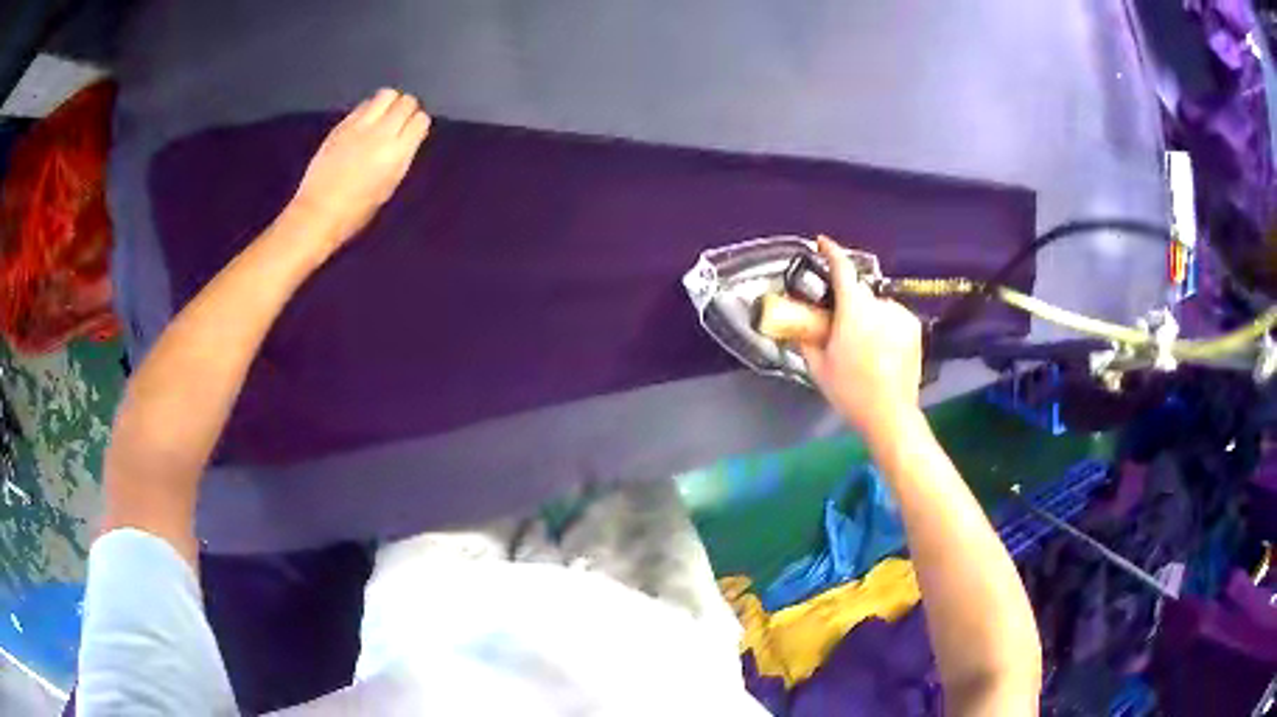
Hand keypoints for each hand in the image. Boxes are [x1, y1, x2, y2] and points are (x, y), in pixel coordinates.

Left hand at [289, 88, 431, 249]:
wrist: (318, 213)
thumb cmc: (356, 212)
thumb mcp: (388, 187)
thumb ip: (401, 158)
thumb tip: (407, 139)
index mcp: (397, 153)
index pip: (420, 120)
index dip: (418, 124)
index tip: (413, 133)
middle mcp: (382, 133)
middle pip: (406, 102)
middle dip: (407, 109)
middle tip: (400, 121)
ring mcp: (359, 125)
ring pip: (386, 94)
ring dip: (389, 103)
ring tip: (382, 117)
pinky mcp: (341, 125)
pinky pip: (363, 105)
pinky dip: (368, 109)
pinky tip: (362, 124)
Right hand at [800, 236, 923, 439]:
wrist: (890, 415)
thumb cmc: (850, 391)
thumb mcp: (819, 367)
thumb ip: (806, 339)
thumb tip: (797, 324)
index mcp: (854, 311)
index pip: (843, 269)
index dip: (832, 252)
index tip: (822, 242)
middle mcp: (880, 305)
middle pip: (859, 291)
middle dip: (847, 300)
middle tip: (837, 322)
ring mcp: (900, 316)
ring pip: (876, 305)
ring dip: (867, 314)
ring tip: (862, 343)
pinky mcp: (913, 328)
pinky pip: (892, 316)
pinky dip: (883, 323)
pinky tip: (880, 348)